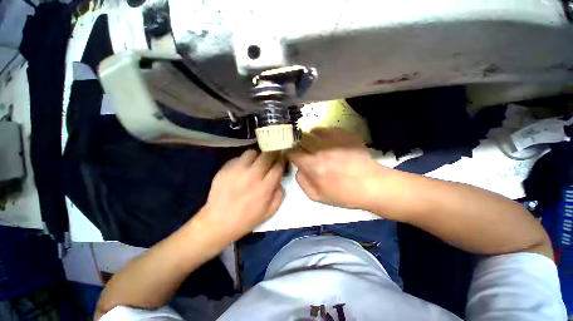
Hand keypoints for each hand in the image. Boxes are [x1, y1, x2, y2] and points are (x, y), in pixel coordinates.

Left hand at [196, 150, 284, 243]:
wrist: (218, 222)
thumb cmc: (246, 219)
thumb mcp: (270, 212)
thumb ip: (279, 194)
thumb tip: (279, 180)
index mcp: (264, 187)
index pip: (278, 166)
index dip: (282, 162)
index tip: (281, 161)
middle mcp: (252, 175)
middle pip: (267, 155)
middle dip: (272, 155)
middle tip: (271, 160)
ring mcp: (237, 170)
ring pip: (252, 152)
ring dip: (257, 156)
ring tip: (256, 163)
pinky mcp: (225, 169)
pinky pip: (238, 158)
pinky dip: (244, 161)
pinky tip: (242, 170)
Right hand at [287, 128, 385, 210]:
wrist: (372, 185)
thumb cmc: (344, 194)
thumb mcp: (317, 196)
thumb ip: (301, 181)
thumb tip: (298, 168)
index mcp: (313, 165)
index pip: (293, 152)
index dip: (290, 153)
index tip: (292, 155)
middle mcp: (321, 149)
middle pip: (302, 138)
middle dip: (299, 144)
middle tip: (304, 150)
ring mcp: (334, 140)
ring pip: (314, 131)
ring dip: (311, 138)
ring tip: (316, 145)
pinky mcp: (345, 135)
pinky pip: (328, 129)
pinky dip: (323, 134)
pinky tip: (328, 142)